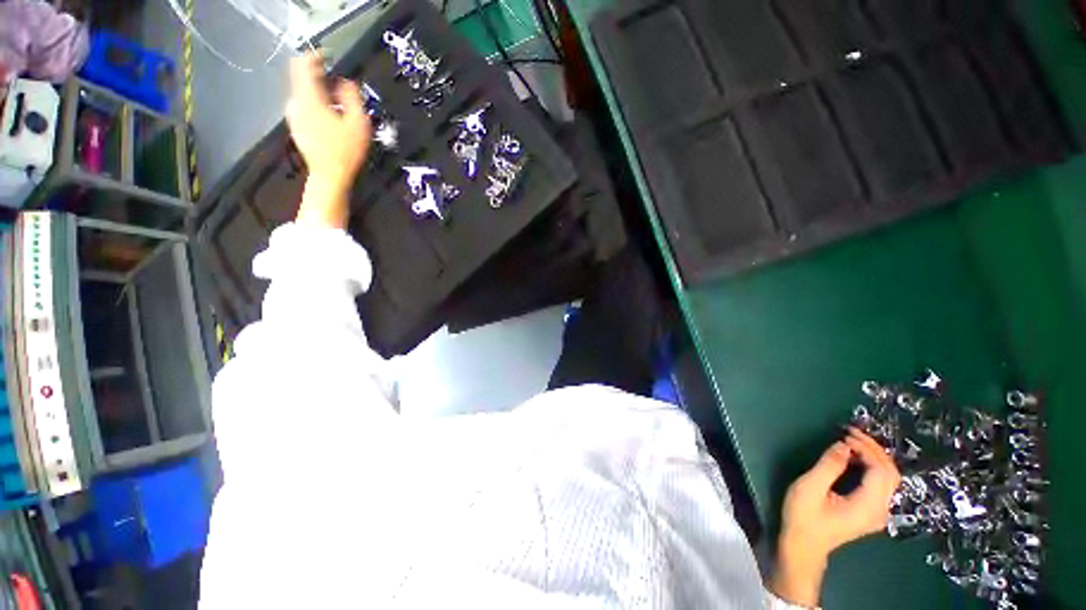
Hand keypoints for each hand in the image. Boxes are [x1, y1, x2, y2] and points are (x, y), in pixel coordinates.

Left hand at [285, 53, 371, 228]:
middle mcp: (296, 102)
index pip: (304, 65)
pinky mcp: (295, 125)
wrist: (329, 176)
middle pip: (300, 76)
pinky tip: (328, 113)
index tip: (328, 56)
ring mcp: (293, 115)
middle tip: (334, 78)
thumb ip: (351, 98)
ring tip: (335, 98)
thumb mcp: (358, 124)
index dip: (315, 56)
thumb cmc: (346, 152)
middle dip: (316, 73)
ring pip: (301, 91)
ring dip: (316, 88)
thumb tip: (345, 82)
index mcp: (310, 99)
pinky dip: (313, 101)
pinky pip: (302, 104)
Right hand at [770, 428, 900, 606]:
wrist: (803, 546)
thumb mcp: (810, 488)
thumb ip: (828, 466)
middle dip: (874, 449)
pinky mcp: (870, 511)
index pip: (881, 471)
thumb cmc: (803, 517)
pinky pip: (880, 483)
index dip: (867, 449)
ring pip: (888, 478)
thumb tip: (843, 445)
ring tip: (852, 441)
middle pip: (890, 473)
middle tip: (851, 433)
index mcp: (868, 506)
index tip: (845, 434)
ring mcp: (877, 512)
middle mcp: (880, 509)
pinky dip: (871, 466)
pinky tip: (854, 458)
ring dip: (874, 456)